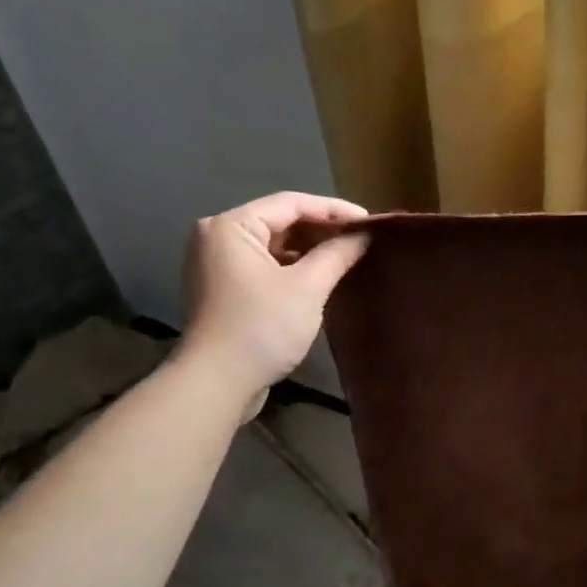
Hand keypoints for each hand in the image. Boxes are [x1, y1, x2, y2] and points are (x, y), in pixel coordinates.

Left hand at [178, 192, 368, 395]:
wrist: (217, 383)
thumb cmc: (262, 328)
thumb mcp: (307, 288)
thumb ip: (337, 255)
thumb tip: (364, 235)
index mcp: (231, 226)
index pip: (290, 203)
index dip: (333, 209)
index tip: (369, 221)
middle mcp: (217, 237)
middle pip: (279, 221)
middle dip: (322, 229)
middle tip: (362, 238)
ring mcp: (217, 265)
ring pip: (273, 245)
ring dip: (309, 249)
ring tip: (348, 255)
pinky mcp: (224, 290)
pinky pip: (264, 266)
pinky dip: (293, 267)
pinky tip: (321, 276)